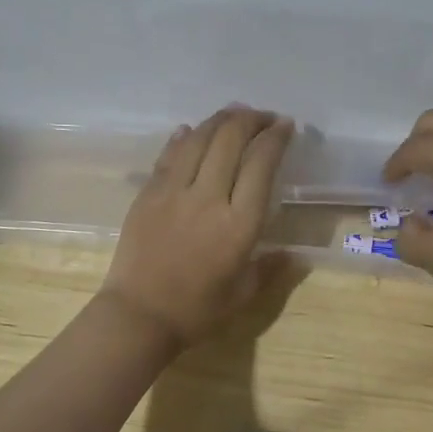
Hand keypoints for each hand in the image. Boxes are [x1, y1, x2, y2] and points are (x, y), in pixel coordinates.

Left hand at [101, 106, 295, 347]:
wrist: (138, 316)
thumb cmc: (196, 311)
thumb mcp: (243, 294)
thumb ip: (270, 268)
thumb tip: (294, 255)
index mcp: (239, 224)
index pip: (261, 164)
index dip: (275, 138)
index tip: (285, 126)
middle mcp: (208, 198)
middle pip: (231, 140)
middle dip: (251, 119)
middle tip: (262, 117)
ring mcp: (173, 192)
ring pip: (199, 139)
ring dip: (219, 120)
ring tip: (233, 114)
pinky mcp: (148, 193)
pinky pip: (169, 155)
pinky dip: (184, 137)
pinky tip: (191, 130)